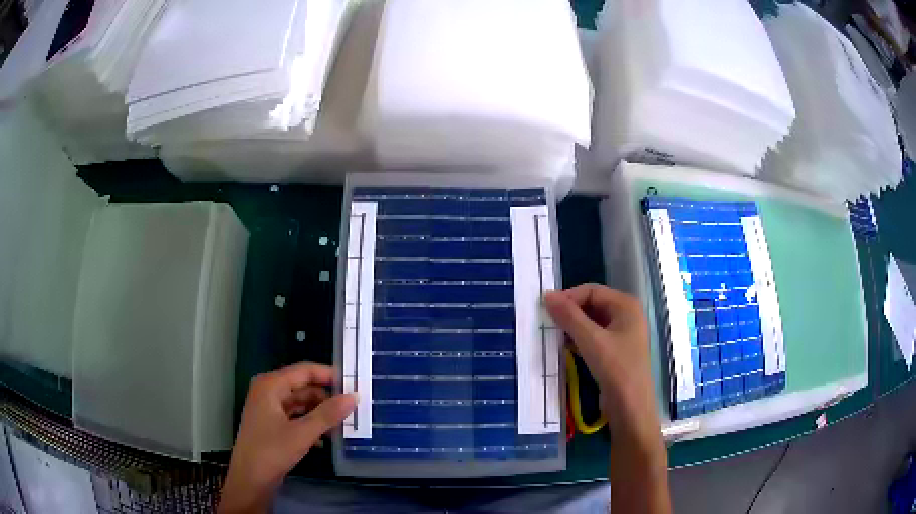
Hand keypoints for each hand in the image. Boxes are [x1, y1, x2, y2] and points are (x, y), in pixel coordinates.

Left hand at [218, 363, 356, 513]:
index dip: (329, 376)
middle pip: (303, 387)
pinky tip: (325, 439)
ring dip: (320, 413)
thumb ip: (328, 414)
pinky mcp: (272, 424)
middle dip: (326, 398)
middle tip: (352, 408)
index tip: (354, 385)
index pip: (305, 371)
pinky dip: (310, 424)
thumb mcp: (302, 433)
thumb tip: (354, 396)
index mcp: (271, 385)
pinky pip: (295, 416)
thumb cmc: (272, 452)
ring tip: (343, 424)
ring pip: (300, 403)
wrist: (250, 480)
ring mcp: (269, 409)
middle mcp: (268, 391)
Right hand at [544, 284, 656, 433]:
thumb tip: (547, 295)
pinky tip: (566, 348)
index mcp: (626, 305)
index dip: (568, 297)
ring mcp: (623, 334)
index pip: (591, 291)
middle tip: (547, 323)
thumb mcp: (590, 340)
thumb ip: (569, 317)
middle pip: (592, 305)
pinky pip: (595, 337)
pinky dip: (580, 340)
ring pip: (592, 322)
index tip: (546, 310)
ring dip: (573, 327)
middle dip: (570, 312)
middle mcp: (626, 315)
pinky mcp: (616, 351)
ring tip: (553, 335)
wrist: (630, 407)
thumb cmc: (615, 369)